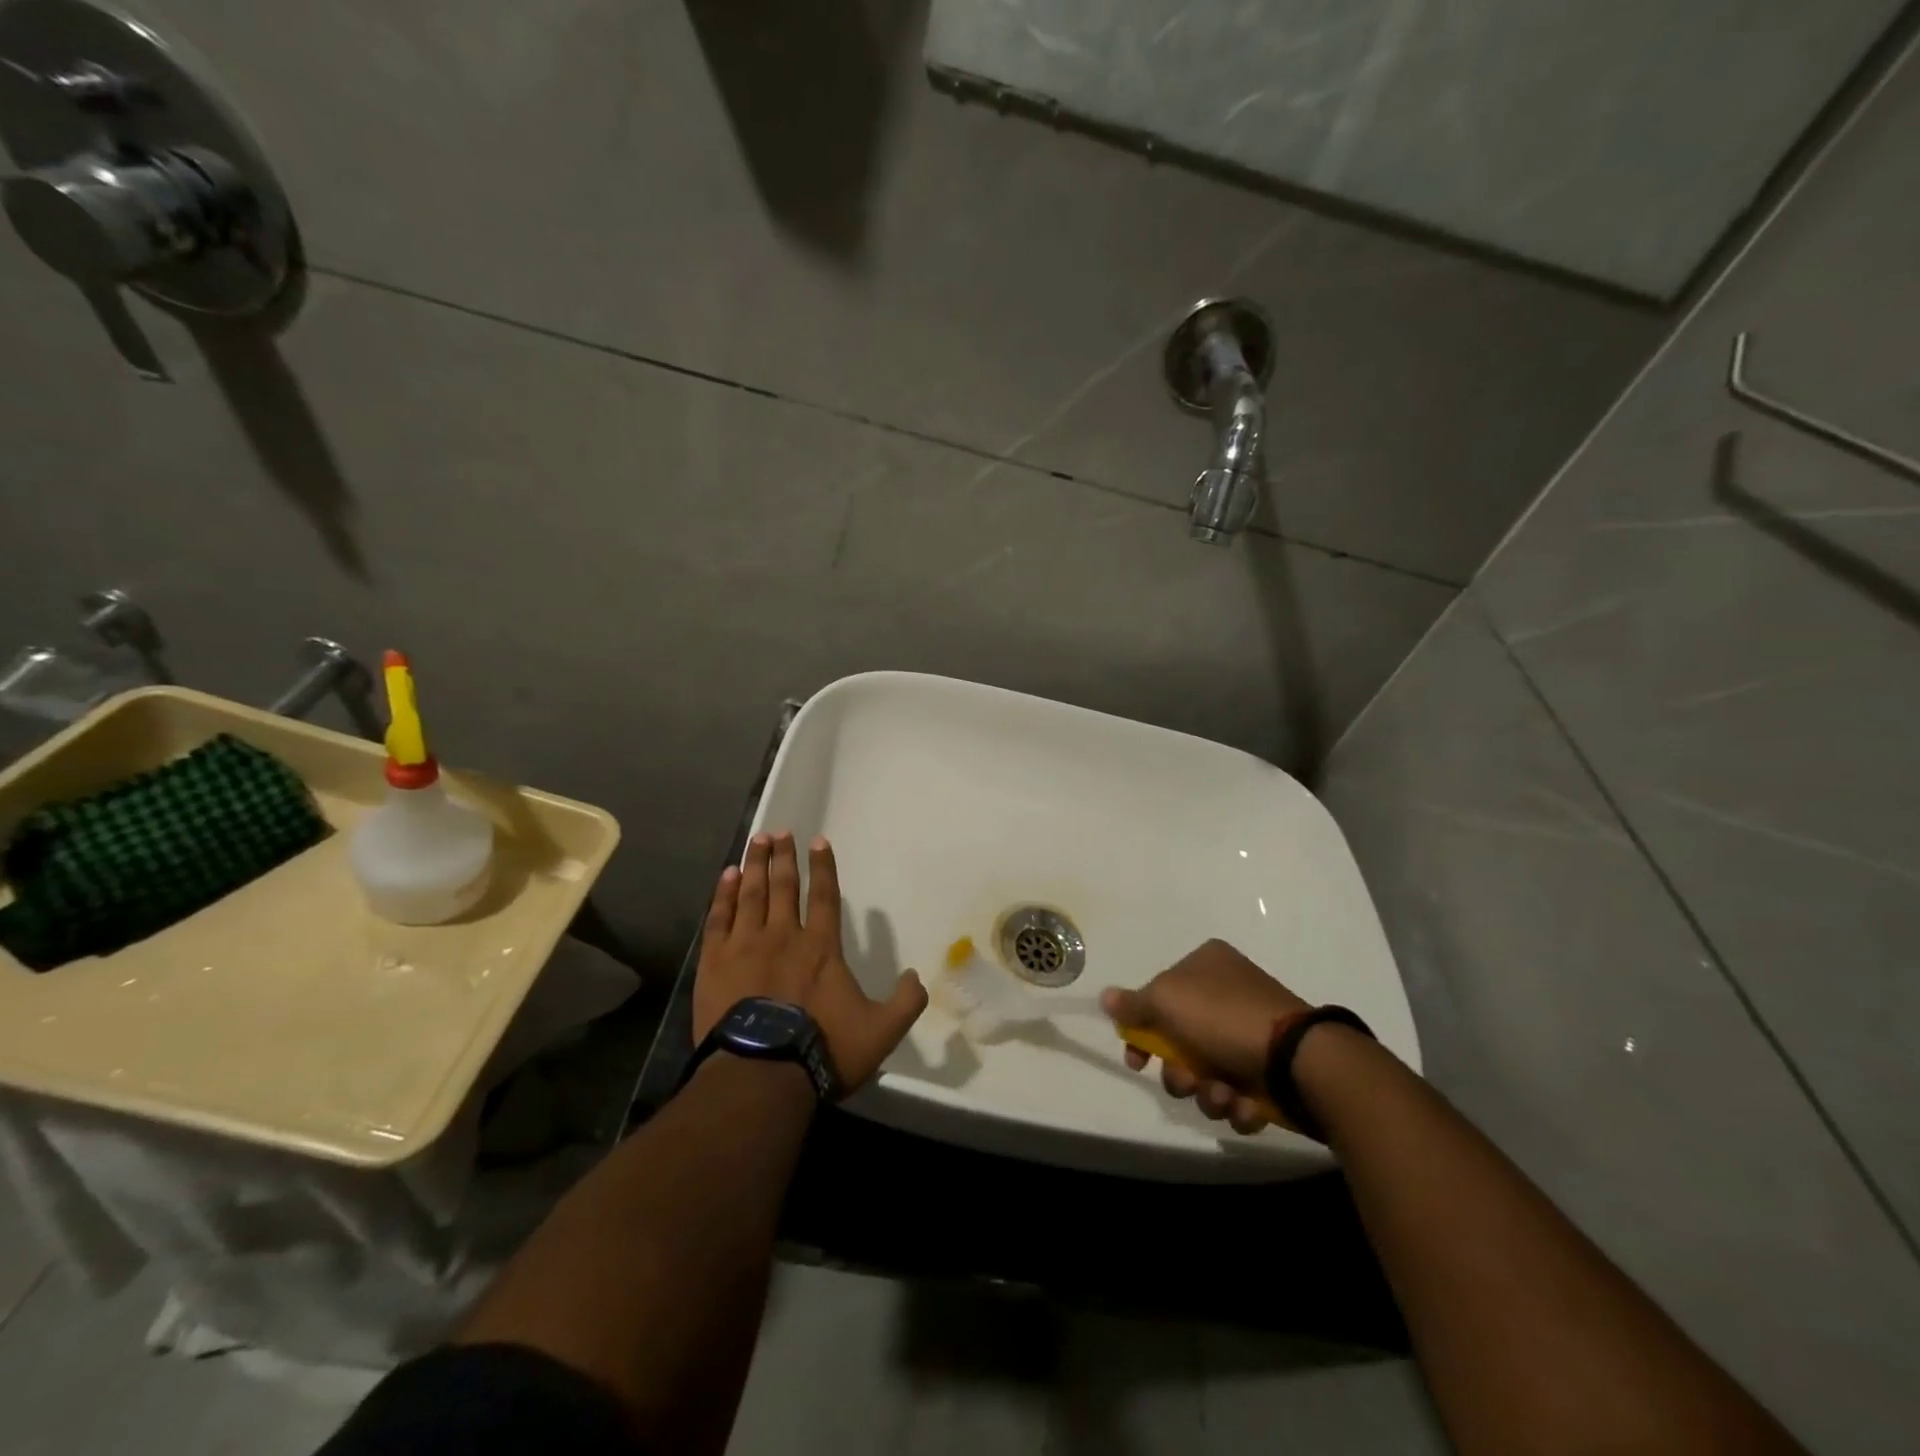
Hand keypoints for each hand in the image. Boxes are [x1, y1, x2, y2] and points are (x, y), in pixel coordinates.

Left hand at [693, 831, 927, 1093]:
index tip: (818, 842)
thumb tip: (917, 977)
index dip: (823, 868)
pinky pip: (719, 918)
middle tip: (780, 832)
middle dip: (784, 858)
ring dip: (756, 865)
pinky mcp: (716, 963)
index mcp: (822, 947)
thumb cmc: (822, 1049)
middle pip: (784, 887)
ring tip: (758, 841)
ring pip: (751, 894)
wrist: (761, 1074)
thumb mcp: (881, 1032)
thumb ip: (906, 1002)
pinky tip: (727, 877)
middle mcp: (784, 935)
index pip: (825, 896)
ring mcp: (746, 946)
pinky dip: (724, 895)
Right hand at [1101, 940, 1308, 1135]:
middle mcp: (1228, 993)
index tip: (1137, 1061)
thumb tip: (1106, 998)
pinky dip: (1238, 1105)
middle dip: (1179, 1072)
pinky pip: (1239, 1092)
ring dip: (1208, 1093)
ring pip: (1207, 1072)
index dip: (1143, 1031)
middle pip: (1181, 1041)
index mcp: (1206, 964)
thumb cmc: (1225, 1018)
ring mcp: (1252, 1033)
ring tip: (1225, 1096)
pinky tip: (1248, 1106)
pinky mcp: (1272, 1071)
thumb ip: (1134, 1003)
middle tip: (1187, 1081)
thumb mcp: (1168, 1000)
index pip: (1160, 996)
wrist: (1301, 1061)